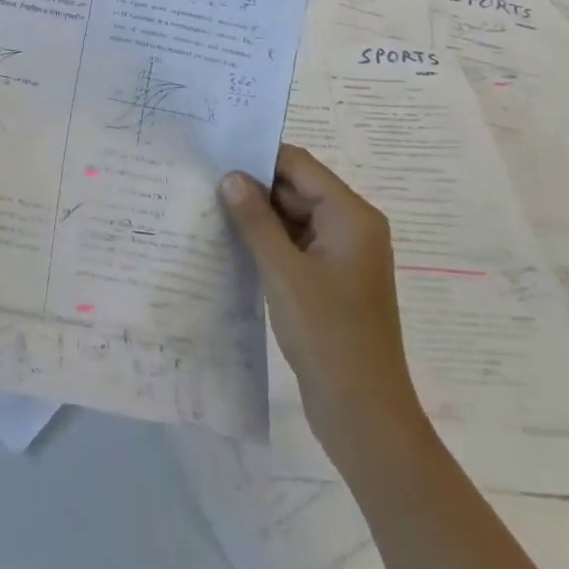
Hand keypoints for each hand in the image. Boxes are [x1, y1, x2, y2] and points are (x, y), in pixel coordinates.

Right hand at [221, 145, 422, 447]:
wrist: (364, 412)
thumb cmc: (326, 334)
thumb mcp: (283, 271)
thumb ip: (255, 219)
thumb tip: (231, 176)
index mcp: (351, 216)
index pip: (300, 165)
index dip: (259, 157)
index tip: (216, 157)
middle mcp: (352, 227)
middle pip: (297, 188)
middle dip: (255, 187)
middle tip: (205, 184)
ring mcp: (343, 255)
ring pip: (294, 217)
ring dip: (259, 216)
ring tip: (210, 209)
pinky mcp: (332, 279)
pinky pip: (296, 244)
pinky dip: (269, 241)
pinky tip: (233, 243)